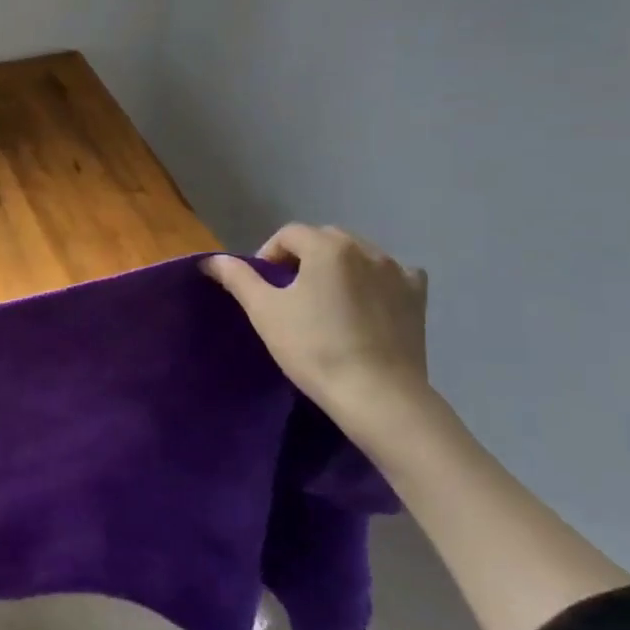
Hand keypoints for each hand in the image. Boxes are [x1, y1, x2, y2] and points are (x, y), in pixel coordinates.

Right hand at [204, 225, 429, 423]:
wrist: (376, 395)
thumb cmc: (313, 348)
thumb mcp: (265, 312)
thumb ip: (238, 278)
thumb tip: (212, 259)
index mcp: (328, 247)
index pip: (289, 234)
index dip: (269, 254)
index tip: (264, 287)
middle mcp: (366, 249)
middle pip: (325, 239)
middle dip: (304, 258)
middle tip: (291, 294)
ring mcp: (397, 271)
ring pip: (358, 255)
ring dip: (339, 268)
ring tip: (327, 302)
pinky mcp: (417, 297)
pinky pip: (392, 274)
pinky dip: (375, 281)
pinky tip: (367, 303)